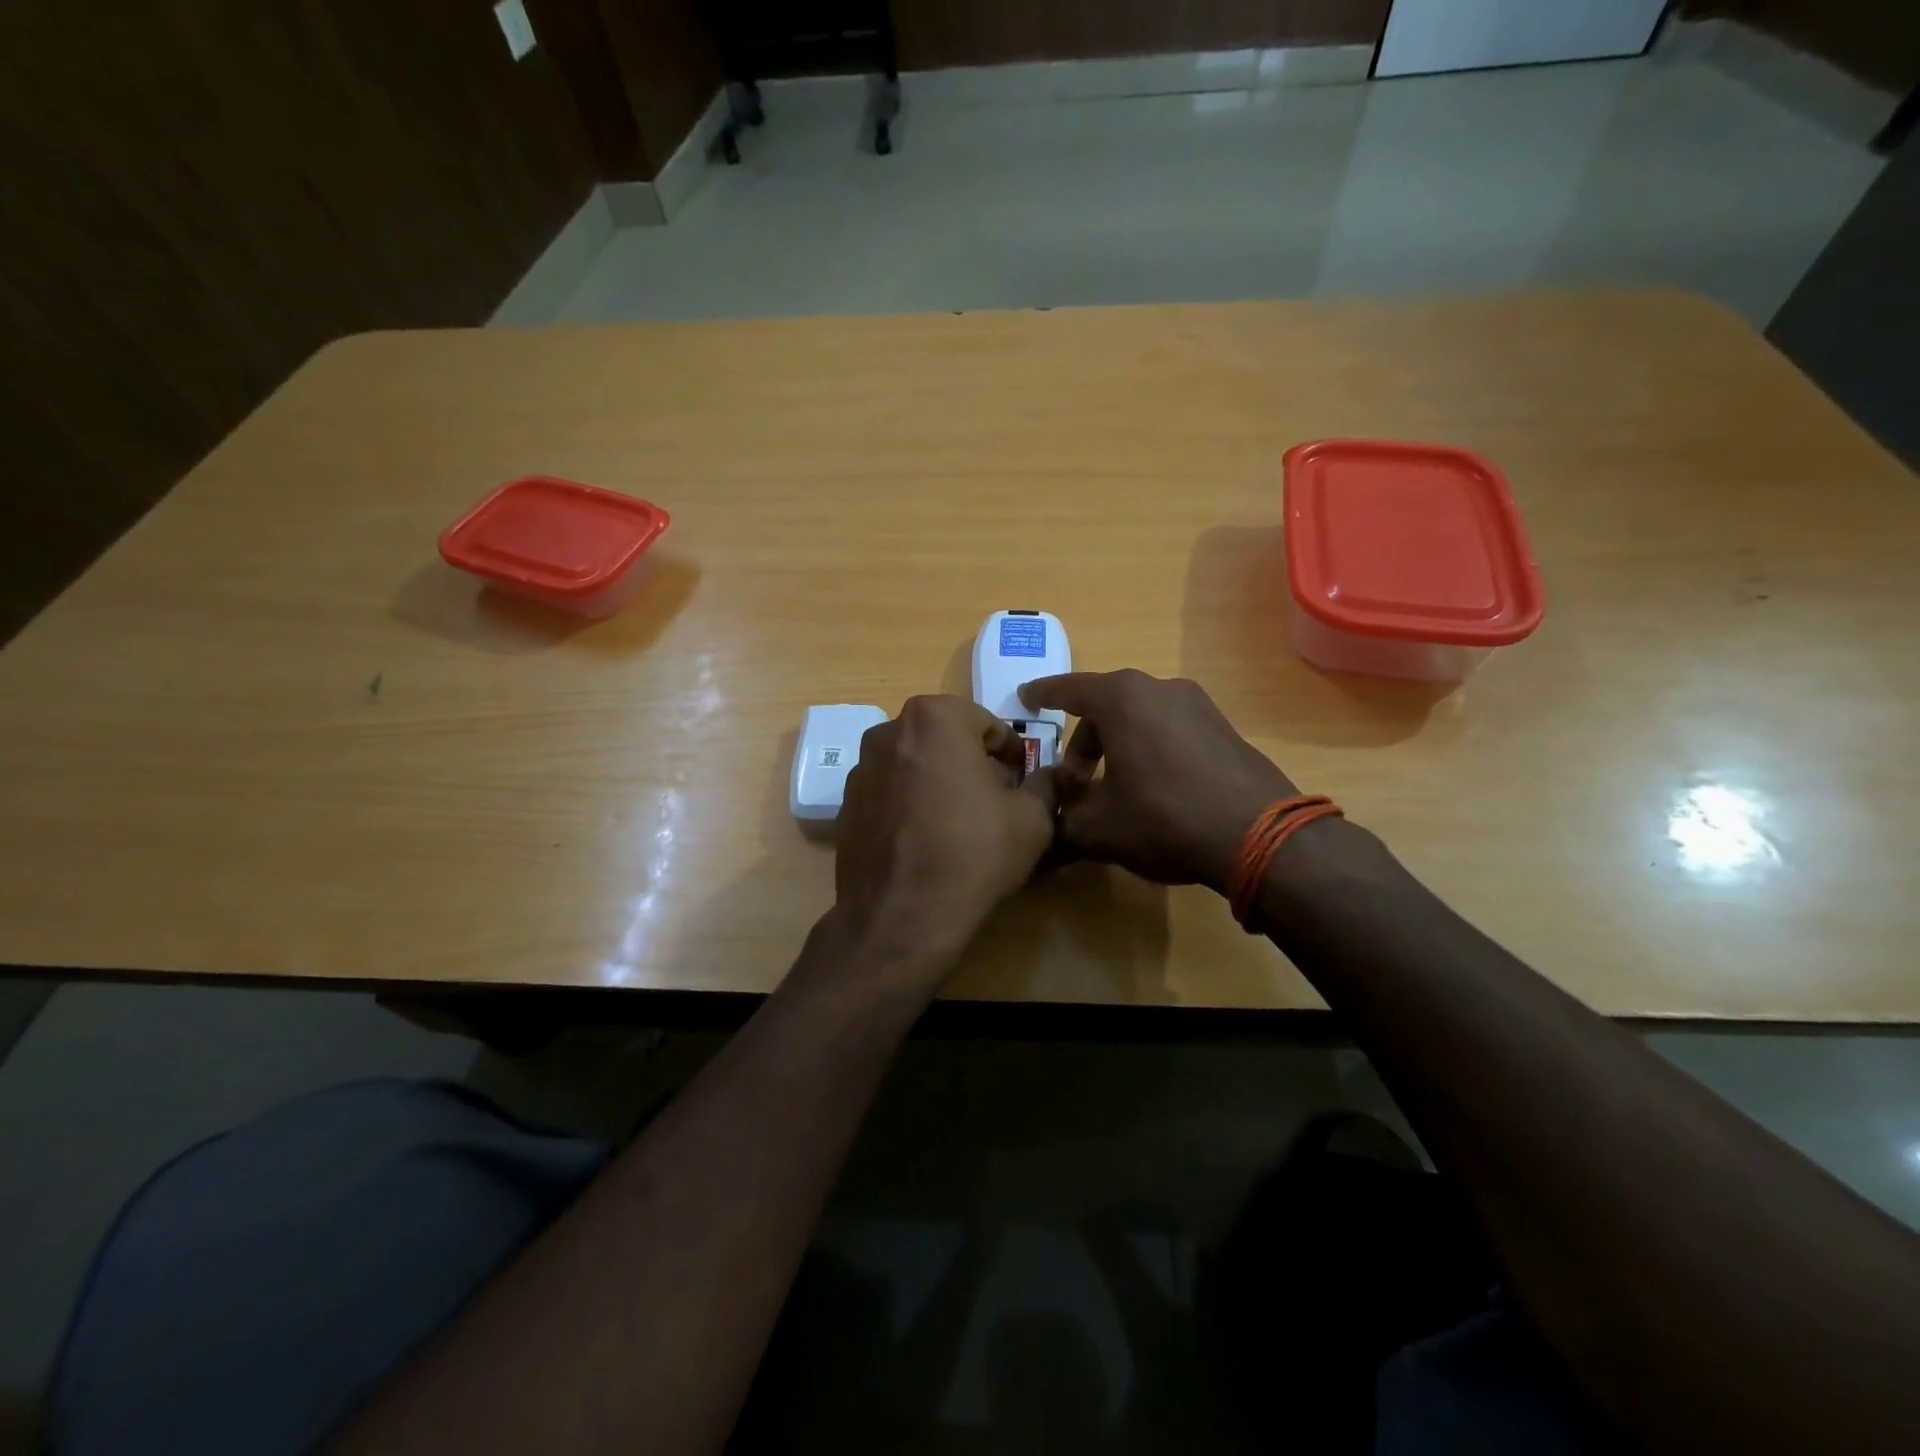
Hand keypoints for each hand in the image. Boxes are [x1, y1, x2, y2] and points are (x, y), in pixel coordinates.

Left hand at [829, 696, 1057, 980]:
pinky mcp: (845, 804)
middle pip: (946, 739)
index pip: (987, 725)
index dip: (1012, 754)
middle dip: (972, 762)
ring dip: (939, 780)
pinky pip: (890, 792)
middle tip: (995, 798)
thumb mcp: (1032, 819)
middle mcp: (889, 731)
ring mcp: (861, 768)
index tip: (1023, 780)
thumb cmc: (974, 852)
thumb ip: (1044, 785)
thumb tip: (1048, 777)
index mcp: (935, 717)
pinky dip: (910, 803)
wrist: (902, 915)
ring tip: (959, 821)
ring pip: (915, 764)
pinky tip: (926, 840)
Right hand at [1018, 670, 1295, 893]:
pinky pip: (1169, 729)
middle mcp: (1159, 688)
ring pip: (1139, 717)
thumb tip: (1047, 823)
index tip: (1025, 699)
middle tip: (1073, 783)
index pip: (1068, 689)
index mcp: (1121, 699)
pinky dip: (1148, 749)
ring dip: (1116, 747)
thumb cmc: (1163, 818)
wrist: (1259, 835)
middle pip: (1105, 706)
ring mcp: (1197, 705)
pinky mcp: (1223, 726)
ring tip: (1113, 790)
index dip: (1042, 695)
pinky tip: (1152, 790)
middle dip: (1082, 743)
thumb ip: (1062, 821)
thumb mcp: (1098, 828)